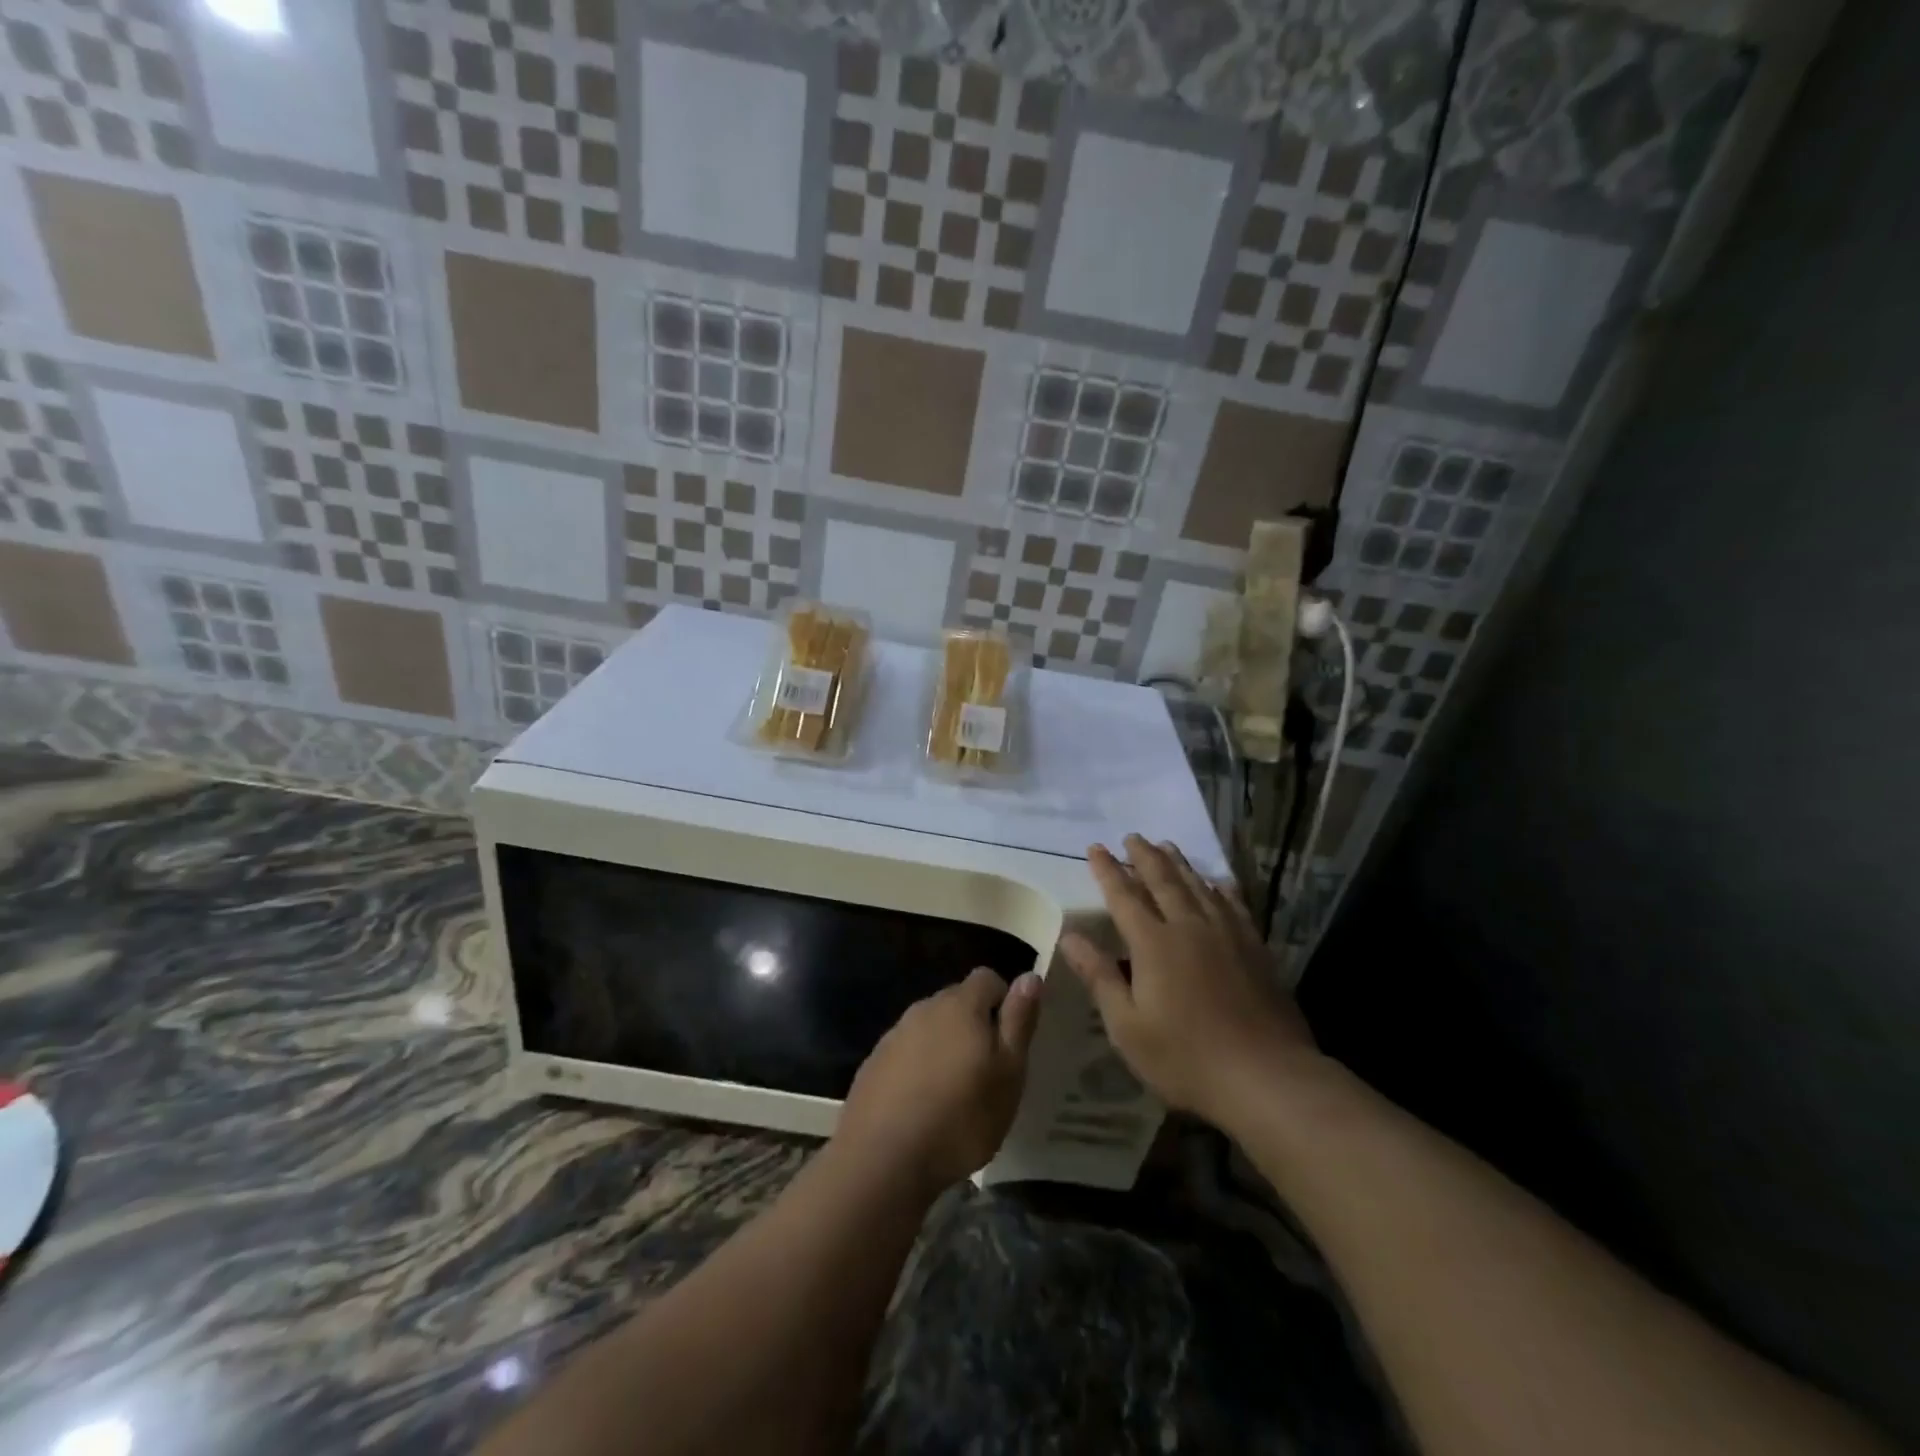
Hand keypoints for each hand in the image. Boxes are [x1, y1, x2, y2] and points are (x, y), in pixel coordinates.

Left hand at [835, 967, 1041, 1195]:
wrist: (883, 1160)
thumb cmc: (961, 1117)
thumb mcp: (1008, 1073)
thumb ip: (1019, 1021)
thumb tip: (1030, 976)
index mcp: (960, 1005)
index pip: (988, 978)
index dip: (1004, 1002)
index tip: (1010, 1042)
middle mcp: (924, 1008)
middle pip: (957, 1001)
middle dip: (975, 1026)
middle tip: (987, 1072)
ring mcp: (894, 1035)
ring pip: (931, 1028)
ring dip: (946, 1047)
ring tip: (955, 1094)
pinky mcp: (874, 1063)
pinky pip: (906, 1053)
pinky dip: (919, 1069)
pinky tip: (923, 1106)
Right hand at [1060, 835, 1317, 1128]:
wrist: (1266, 1077)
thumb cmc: (1185, 1057)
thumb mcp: (1127, 1026)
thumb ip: (1099, 976)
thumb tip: (1070, 937)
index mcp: (1153, 944)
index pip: (1124, 896)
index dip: (1107, 870)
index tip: (1095, 848)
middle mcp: (1188, 927)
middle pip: (1163, 881)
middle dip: (1144, 856)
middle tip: (1132, 837)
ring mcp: (1226, 934)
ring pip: (1198, 886)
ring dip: (1179, 863)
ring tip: (1167, 845)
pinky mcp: (1255, 948)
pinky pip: (1234, 904)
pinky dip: (1222, 888)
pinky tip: (1219, 882)